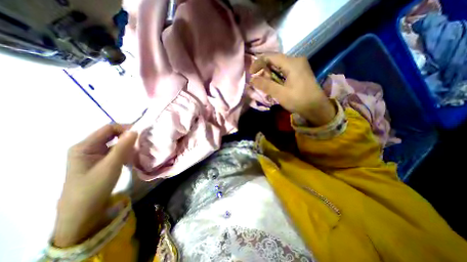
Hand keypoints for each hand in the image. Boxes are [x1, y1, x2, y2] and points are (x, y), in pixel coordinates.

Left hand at [54, 125, 136, 246]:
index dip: (125, 129)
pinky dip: (124, 151)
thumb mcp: (111, 165)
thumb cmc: (94, 187)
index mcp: (84, 146)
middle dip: (127, 137)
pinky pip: (114, 151)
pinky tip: (131, 157)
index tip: (140, 135)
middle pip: (111, 134)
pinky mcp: (99, 161)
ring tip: (138, 150)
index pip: (108, 128)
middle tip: (141, 143)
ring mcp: (93, 154)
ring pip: (114, 143)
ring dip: (127, 145)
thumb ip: (123, 146)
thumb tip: (135, 130)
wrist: (83, 211)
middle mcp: (88, 147)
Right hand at [250, 53, 332, 125]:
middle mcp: (296, 60)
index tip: (251, 73)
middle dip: (264, 69)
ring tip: (265, 83)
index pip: (270, 56)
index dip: (258, 63)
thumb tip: (251, 79)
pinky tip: (273, 83)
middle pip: (274, 60)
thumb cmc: (299, 100)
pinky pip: (283, 70)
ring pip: (278, 65)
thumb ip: (265, 85)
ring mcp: (298, 65)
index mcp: (292, 63)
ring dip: (269, 73)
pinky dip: (276, 76)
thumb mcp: (280, 93)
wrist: (316, 108)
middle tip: (258, 81)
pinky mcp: (299, 72)